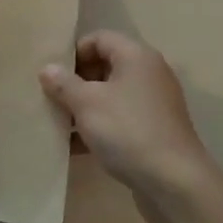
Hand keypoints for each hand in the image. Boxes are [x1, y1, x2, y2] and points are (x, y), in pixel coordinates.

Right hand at [39, 31, 217, 222]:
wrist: (175, 184)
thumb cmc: (127, 130)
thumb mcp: (86, 103)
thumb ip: (63, 83)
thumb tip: (47, 69)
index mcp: (136, 56)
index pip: (99, 38)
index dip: (73, 52)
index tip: (54, 73)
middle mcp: (149, 74)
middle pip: (105, 66)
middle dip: (77, 81)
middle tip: (53, 98)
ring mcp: (154, 104)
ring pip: (112, 96)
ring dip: (85, 107)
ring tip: (60, 123)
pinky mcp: (155, 131)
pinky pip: (121, 119)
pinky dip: (100, 127)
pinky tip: (76, 146)